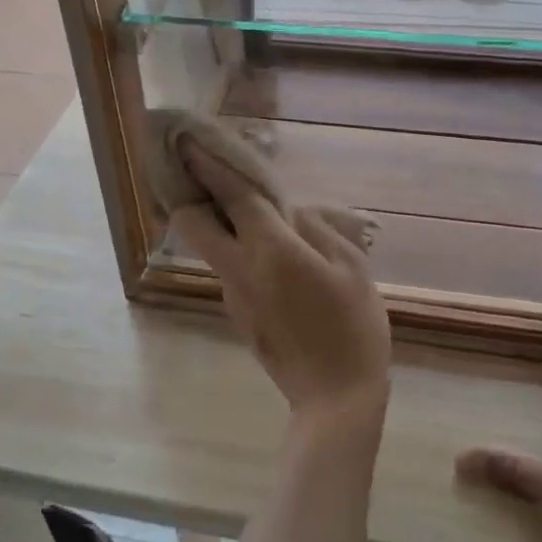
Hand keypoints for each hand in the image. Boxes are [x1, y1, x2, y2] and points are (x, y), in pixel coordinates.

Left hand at [170, 138, 391, 430]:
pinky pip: (230, 271)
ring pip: (209, 248)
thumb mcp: (351, 267)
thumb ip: (318, 230)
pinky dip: (239, 252)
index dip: (207, 165)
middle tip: (215, 182)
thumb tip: (291, 214)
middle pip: (191, 224)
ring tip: (258, 219)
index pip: (230, 196)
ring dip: (219, 226)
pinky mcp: (238, 316)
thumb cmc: (354, 328)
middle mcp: (239, 269)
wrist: (335, 400)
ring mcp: (233, 296)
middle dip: (192, 197)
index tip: (187, 141)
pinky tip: (274, 259)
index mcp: (271, 250)